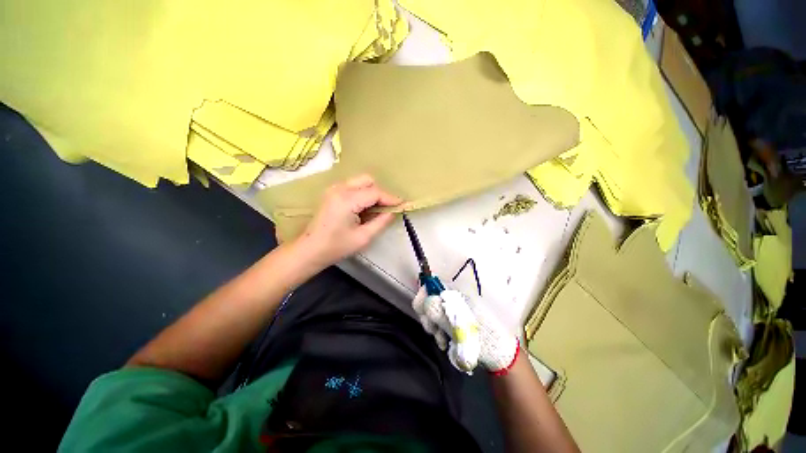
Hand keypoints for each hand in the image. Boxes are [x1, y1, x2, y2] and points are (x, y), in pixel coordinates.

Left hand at [297, 174, 401, 267]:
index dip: (391, 198)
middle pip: (367, 180)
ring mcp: (334, 189)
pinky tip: (365, 208)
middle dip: (381, 193)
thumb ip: (381, 222)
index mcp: (346, 200)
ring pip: (360, 181)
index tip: (403, 205)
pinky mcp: (332, 192)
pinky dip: (363, 194)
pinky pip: (353, 186)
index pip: (375, 193)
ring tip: (377, 209)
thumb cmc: (336, 247)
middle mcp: (339, 188)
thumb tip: (394, 212)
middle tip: (387, 208)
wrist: (310, 250)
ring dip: (372, 192)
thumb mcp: (363, 237)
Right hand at [412, 287, 518, 374]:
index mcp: (456, 294)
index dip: (423, 297)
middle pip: (429, 300)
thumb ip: (441, 314)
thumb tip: (424, 301)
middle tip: (434, 332)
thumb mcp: (461, 327)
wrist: (499, 354)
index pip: (432, 285)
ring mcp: (453, 310)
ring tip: (442, 340)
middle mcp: (453, 299)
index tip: (423, 314)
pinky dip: (438, 332)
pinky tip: (444, 341)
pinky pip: (438, 323)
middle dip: (427, 316)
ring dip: (433, 327)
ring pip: (432, 313)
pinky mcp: (453, 321)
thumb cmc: (483, 338)